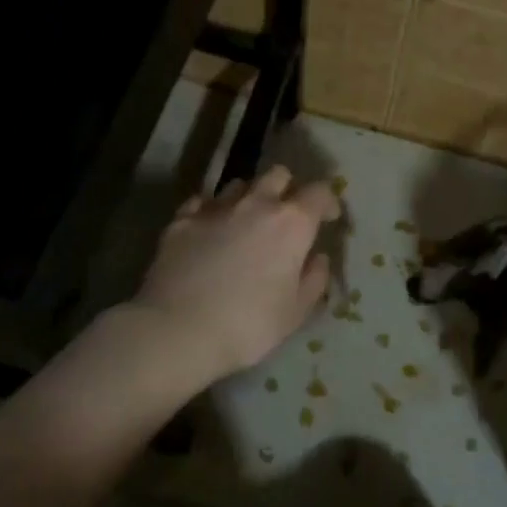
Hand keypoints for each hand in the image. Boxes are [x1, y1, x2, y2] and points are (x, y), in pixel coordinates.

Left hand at [131, 165, 340, 385]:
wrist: (178, 331)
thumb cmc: (249, 325)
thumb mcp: (296, 311)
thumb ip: (314, 279)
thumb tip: (317, 258)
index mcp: (292, 223)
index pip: (320, 192)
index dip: (328, 201)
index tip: (328, 218)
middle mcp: (256, 204)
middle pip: (278, 175)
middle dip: (288, 189)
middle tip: (287, 215)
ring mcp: (215, 208)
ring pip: (239, 184)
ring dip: (249, 197)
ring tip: (246, 222)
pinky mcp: (181, 220)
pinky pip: (202, 202)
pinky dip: (211, 211)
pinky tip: (210, 230)